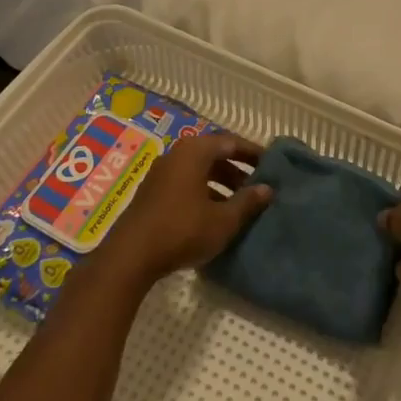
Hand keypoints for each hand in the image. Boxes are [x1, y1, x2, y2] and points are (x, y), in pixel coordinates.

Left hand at [93, 134, 272, 291]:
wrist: (129, 258)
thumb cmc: (182, 230)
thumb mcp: (223, 220)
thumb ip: (247, 202)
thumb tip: (268, 189)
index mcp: (194, 152)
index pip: (230, 142)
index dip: (252, 152)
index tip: (270, 164)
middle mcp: (176, 155)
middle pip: (213, 155)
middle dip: (237, 169)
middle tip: (256, 185)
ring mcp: (160, 174)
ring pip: (198, 171)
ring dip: (220, 183)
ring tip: (238, 203)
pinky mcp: (151, 194)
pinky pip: (184, 183)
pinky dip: (203, 192)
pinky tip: (212, 215)